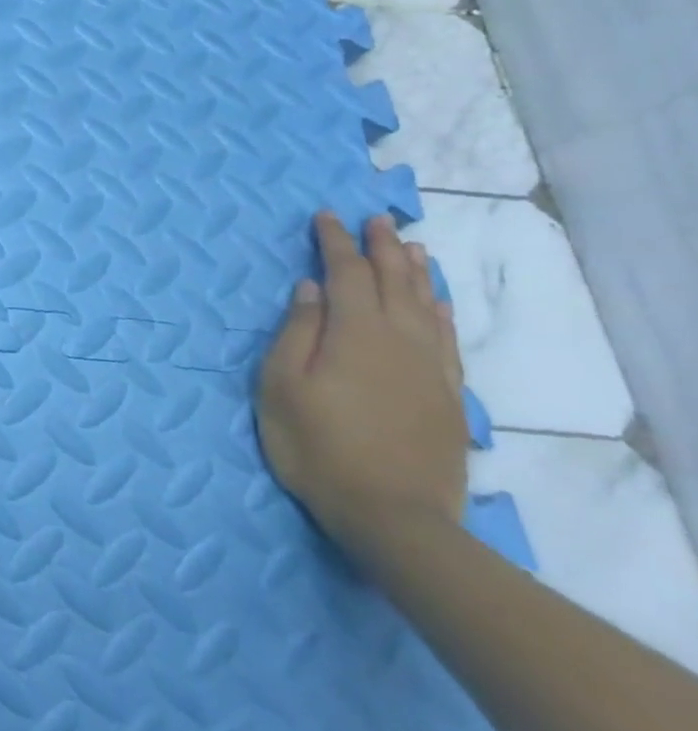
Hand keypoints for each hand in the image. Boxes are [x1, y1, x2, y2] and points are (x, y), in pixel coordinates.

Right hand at [256, 212, 467, 546]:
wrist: (393, 515)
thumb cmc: (317, 445)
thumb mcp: (282, 386)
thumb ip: (297, 332)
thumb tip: (311, 288)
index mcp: (355, 333)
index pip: (346, 273)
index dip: (334, 242)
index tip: (324, 216)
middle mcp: (400, 340)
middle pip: (393, 281)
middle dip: (381, 247)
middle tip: (374, 219)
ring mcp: (430, 368)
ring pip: (426, 305)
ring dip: (415, 272)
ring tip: (411, 246)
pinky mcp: (447, 395)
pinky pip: (448, 338)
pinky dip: (441, 311)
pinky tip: (438, 304)